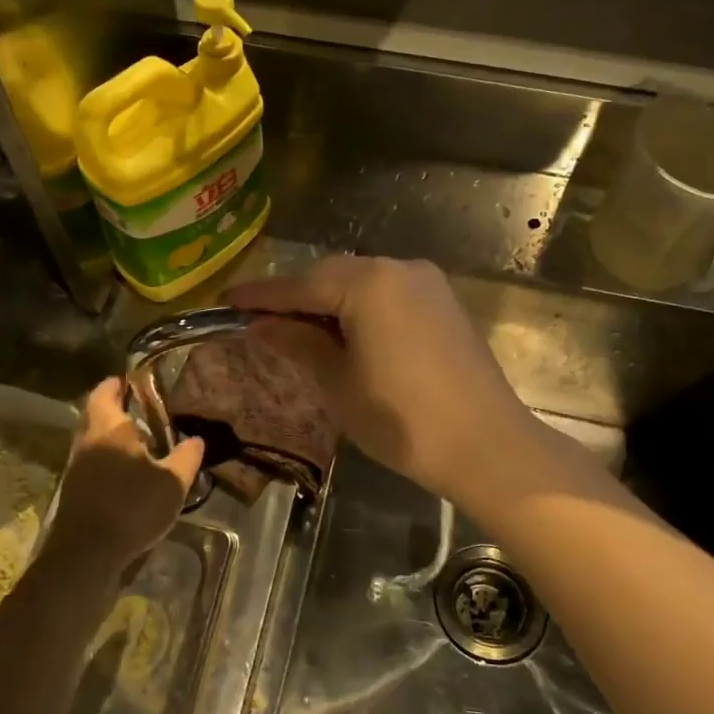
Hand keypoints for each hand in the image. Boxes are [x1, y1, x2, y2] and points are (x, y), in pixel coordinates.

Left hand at [45, 378, 204, 572]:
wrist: (87, 554)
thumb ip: (186, 457)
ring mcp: (76, 467)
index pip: (105, 391)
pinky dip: (108, 459)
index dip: (118, 384)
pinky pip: (92, 462)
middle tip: (144, 411)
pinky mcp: (74, 491)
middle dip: (116, 409)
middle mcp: (87, 441)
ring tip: (142, 442)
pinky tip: (129, 473)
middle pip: (96, 414)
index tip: (135, 381)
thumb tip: (197, 439)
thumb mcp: (172, 482)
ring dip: (112, 437)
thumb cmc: (131, 507)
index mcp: (109, 428)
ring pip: (93, 439)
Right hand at [228, 256, 532, 502]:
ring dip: (326, 302)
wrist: (487, 445)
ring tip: (295, 329)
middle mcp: (399, 268)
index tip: (226, 300)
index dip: (261, 295)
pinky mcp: (443, 303)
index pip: (300, 284)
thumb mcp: (338, 383)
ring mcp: (427, 283)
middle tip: (258, 319)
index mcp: (369, 283)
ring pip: (361, 283)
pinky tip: (343, 332)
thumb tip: (262, 325)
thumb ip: (298, 343)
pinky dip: (359, 308)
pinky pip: (387, 294)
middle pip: (331, 276)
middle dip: (294, 297)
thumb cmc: (402, 420)